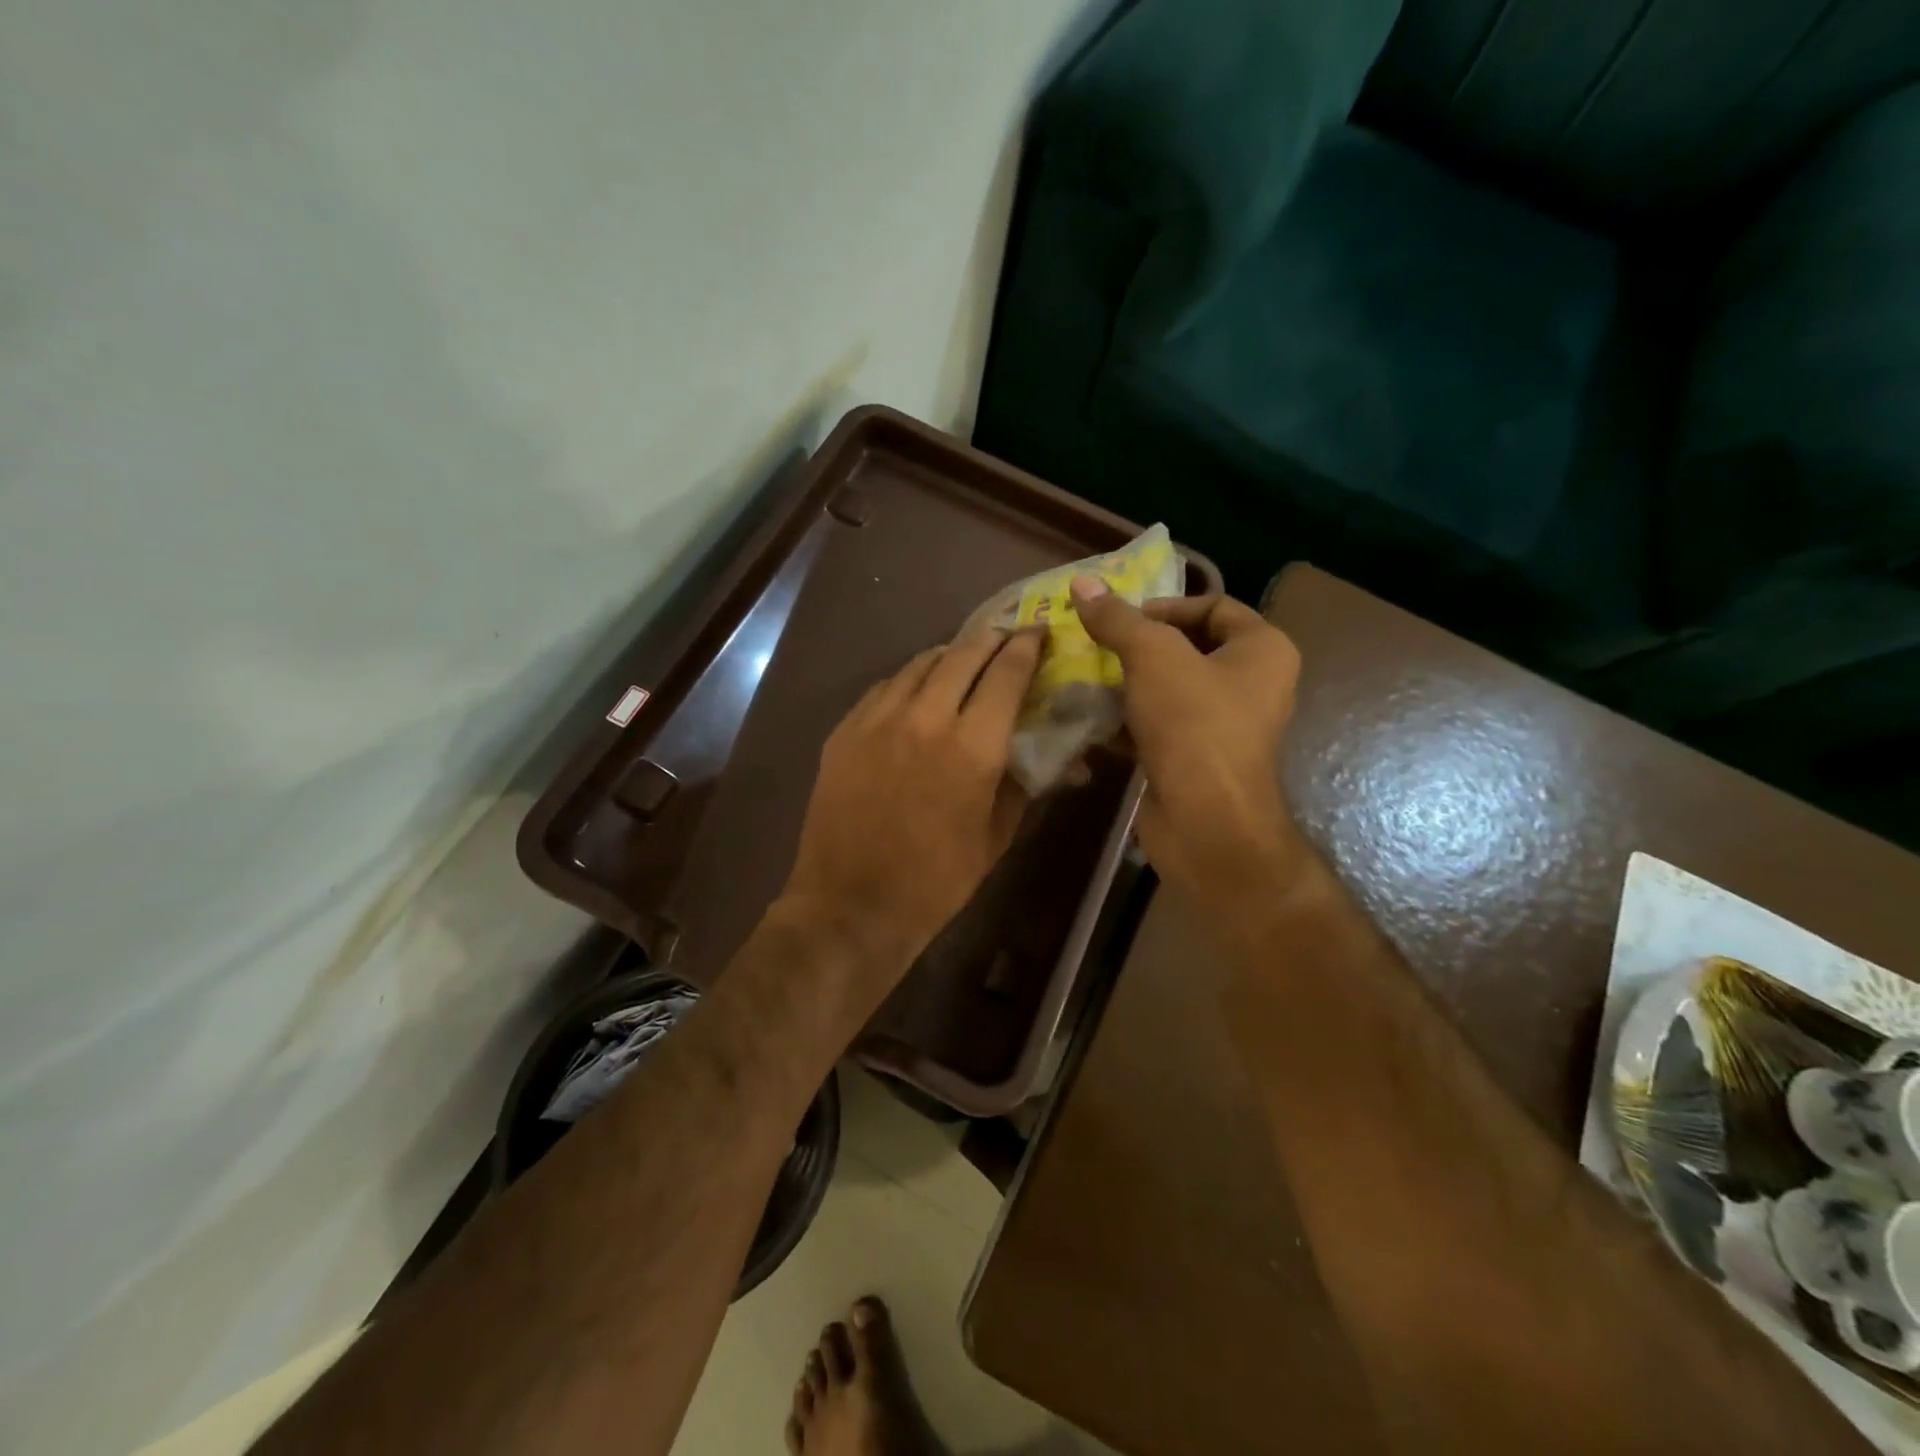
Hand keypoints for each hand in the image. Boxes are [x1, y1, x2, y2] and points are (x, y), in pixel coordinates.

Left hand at [781, 627, 1043, 1000]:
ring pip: (920, 663)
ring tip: (965, 658)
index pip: (1007, 674)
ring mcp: (878, 719)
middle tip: (1007, 636)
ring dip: (950, 655)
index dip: (1028, 648)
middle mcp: (925, 717)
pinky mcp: (845, 730)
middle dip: (992, 639)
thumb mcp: (995, 837)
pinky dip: (911, 679)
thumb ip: (1023, 784)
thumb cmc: (935, 882)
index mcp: (972, 747)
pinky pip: (885, 687)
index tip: (1039, 633)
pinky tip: (917, 690)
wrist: (850, 905)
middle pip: (964, 654)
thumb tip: (1054, 755)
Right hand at [1070, 577, 1301, 898]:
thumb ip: (1117, 619)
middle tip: (1097, 644)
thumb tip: (1082, 583)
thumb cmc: (1193, 724)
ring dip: (1127, 683)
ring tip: (1087, 677)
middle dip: (1139, 646)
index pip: (1214, 606)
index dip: (1166, 605)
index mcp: (1263, 650)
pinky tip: (1091, 717)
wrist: (1204, 820)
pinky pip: (1159, 726)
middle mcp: (1252, 684)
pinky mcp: (1195, 759)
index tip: (1121, 619)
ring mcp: (1224, 726)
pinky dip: (1128, 720)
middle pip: (1188, 648)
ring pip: (1169, 689)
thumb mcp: (1152, 656)